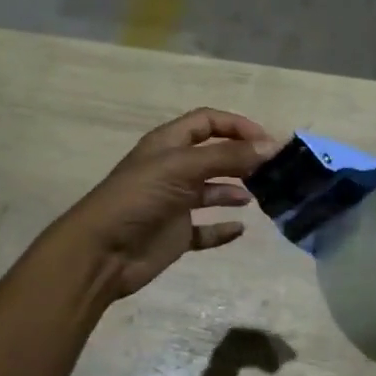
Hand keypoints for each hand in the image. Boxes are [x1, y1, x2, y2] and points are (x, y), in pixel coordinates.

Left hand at [59, 108, 277, 300]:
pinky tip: (240, 228)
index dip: (236, 125)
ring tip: (262, 196)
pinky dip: (222, 228)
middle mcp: (172, 169)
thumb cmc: (138, 199)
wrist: (101, 253)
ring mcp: (174, 202)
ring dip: (236, 190)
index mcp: (167, 144)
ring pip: (212, 190)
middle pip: (213, 154)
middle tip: (274, 170)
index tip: (266, 141)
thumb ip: (227, 157)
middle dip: (242, 158)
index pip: (207, 122)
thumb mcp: (182, 168)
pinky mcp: (175, 234)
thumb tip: (270, 146)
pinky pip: (205, 229)